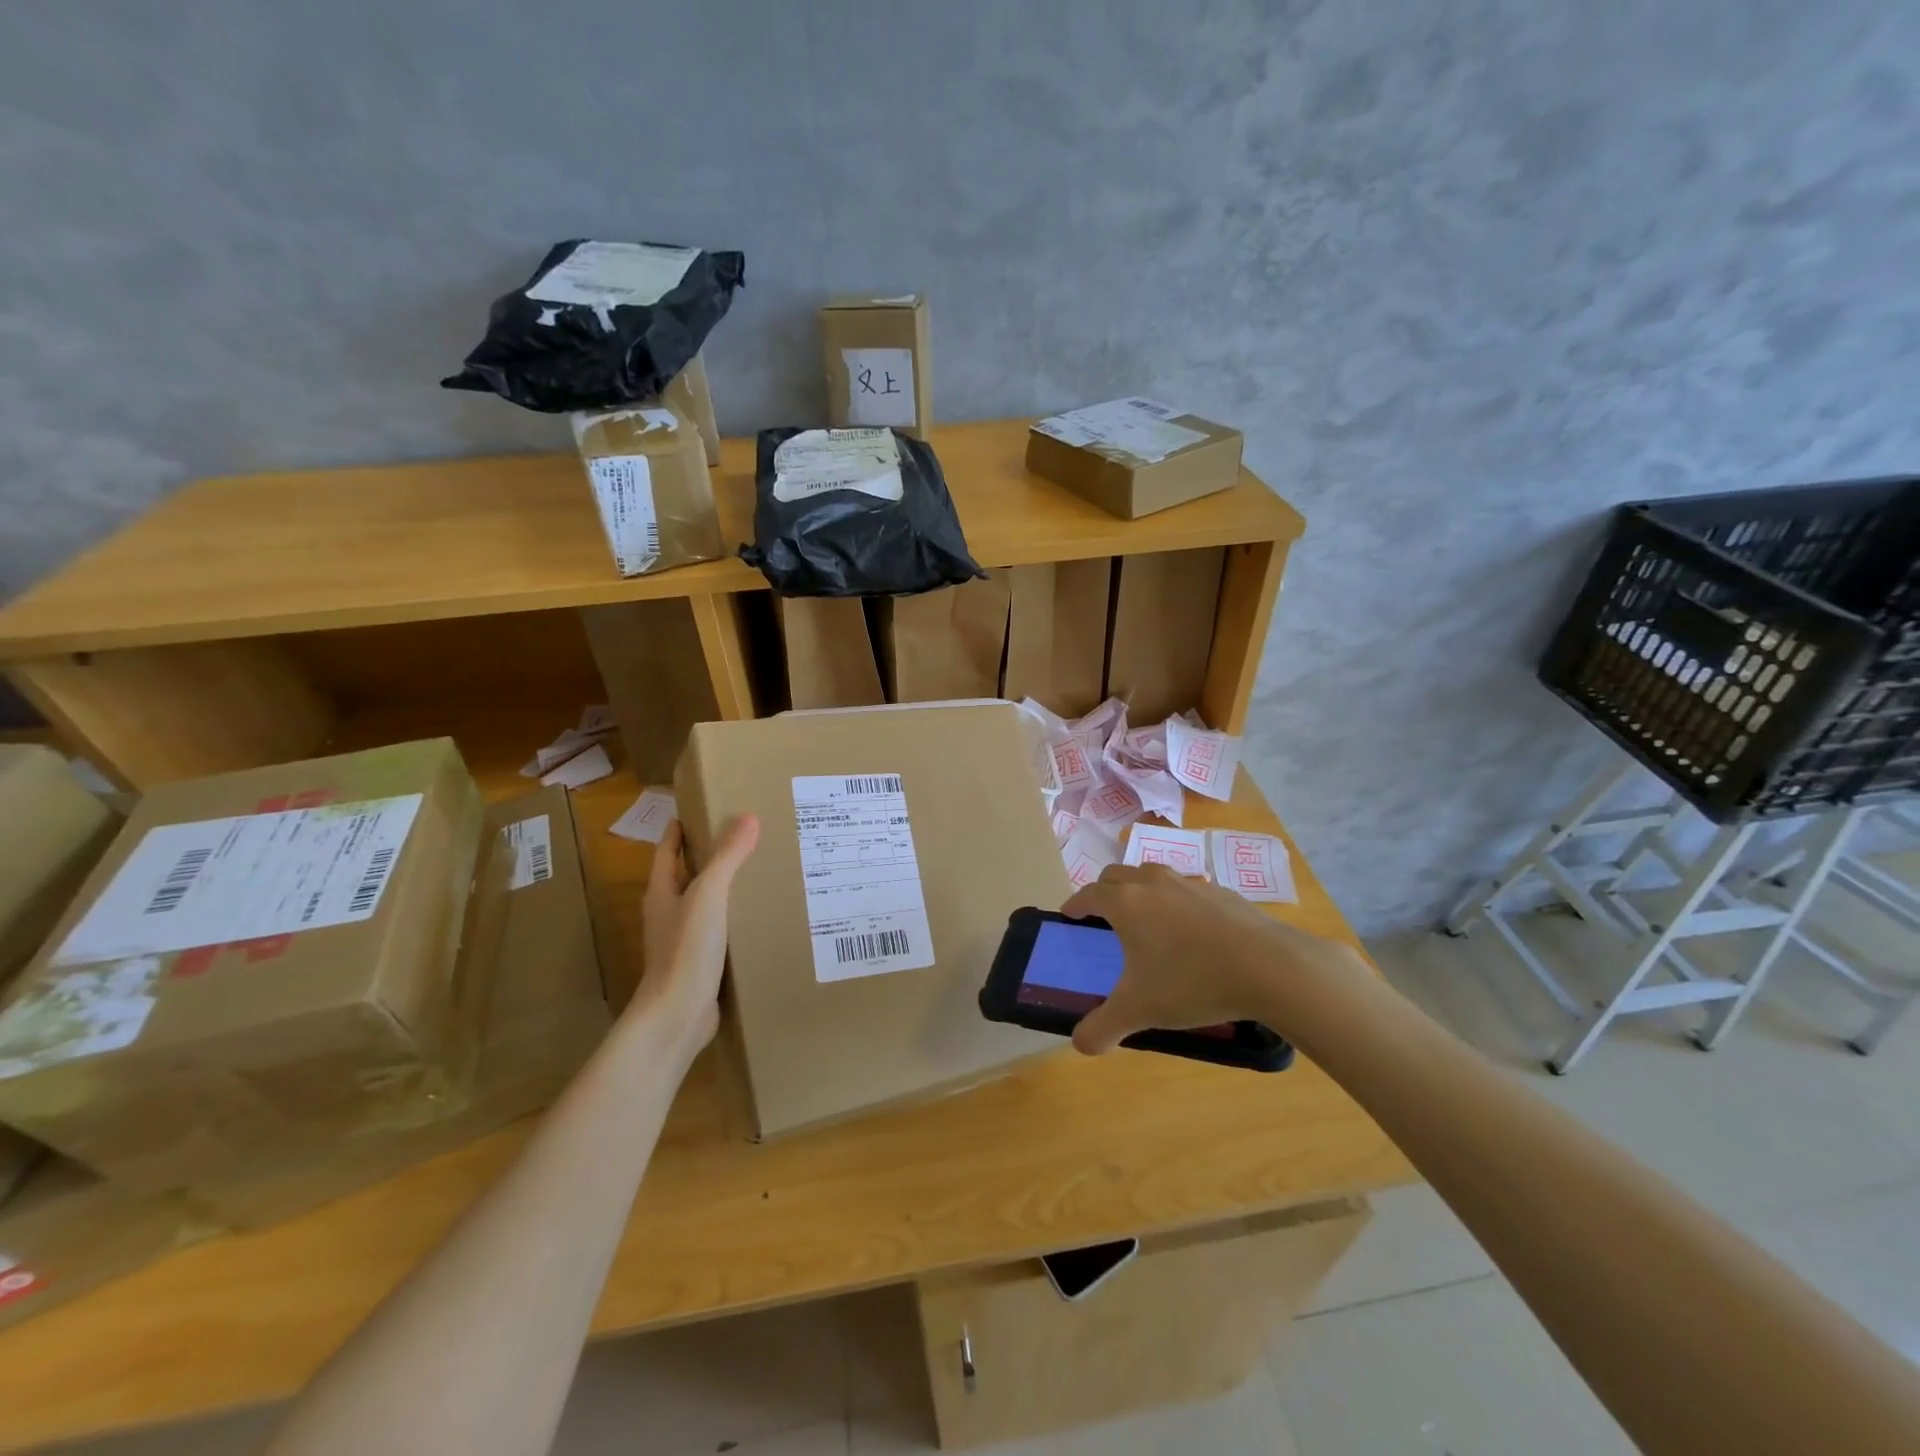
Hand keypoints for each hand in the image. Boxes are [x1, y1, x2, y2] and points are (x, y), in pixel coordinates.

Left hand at [633, 815, 758, 1054]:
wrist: (677, 1016)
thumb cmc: (686, 949)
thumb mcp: (709, 895)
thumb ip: (727, 857)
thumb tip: (748, 817)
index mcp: (661, 893)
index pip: (667, 851)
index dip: (679, 830)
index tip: (700, 809)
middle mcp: (669, 914)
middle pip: (687, 876)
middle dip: (710, 857)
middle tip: (746, 837)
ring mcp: (683, 942)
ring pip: (706, 905)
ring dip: (727, 889)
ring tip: (761, 872)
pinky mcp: (701, 965)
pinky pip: (721, 932)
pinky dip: (737, 919)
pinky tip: (762, 917)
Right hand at [1061, 863, 1362, 1054]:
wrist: (1268, 967)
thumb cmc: (1192, 982)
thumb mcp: (1140, 1011)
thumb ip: (1103, 1027)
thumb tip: (1079, 1045)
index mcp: (1126, 904)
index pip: (1089, 894)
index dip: (1074, 904)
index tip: (1069, 915)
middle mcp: (1153, 884)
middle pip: (1116, 875)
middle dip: (1103, 891)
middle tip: (1102, 915)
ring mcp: (1189, 883)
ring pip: (1152, 873)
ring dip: (1140, 887)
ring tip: (1145, 916)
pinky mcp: (1221, 892)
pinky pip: (1187, 887)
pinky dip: (1176, 899)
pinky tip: (1191, 928)